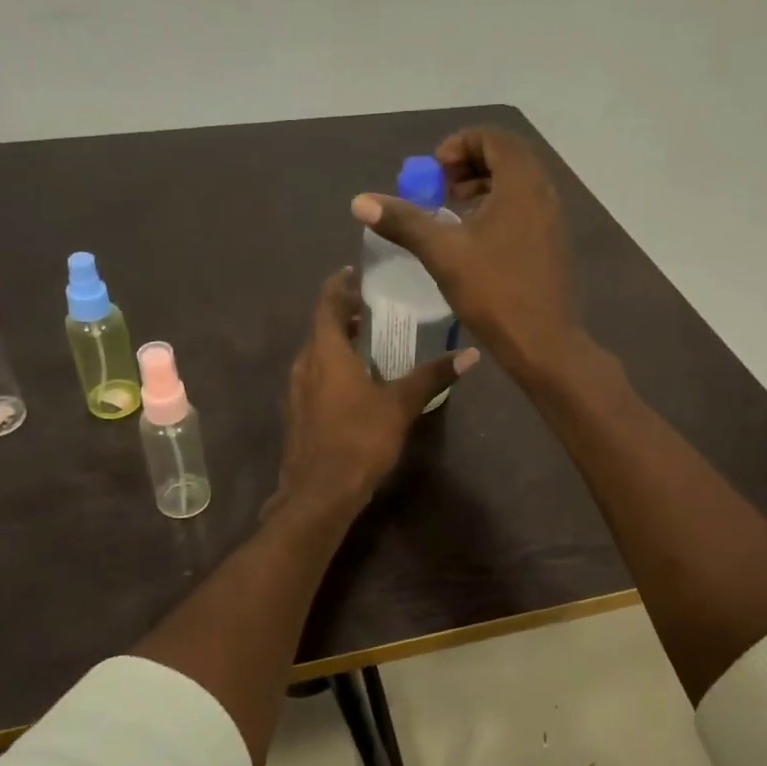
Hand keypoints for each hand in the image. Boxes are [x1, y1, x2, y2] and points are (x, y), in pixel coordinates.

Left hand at [270, 269, 477, 516]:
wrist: (319, 492)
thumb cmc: (359, 439)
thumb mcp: (400, 405)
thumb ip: (431, 376)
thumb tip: (469, 354)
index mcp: (326, 352)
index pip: (327, 304)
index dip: (339, 285)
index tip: (353, 273)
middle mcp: (304, 365)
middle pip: (320, 328)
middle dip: (342, 314)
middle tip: (369, 307)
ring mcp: (296, 391)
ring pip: (316, 355)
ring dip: (336, 343)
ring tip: (365, 340)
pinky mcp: (298, 415)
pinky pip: (314, 378)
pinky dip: (331, 368)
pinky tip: (354, 383)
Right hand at [350, 127, 583, 382]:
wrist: (543, 342)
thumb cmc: (494, 292)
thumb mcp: (442, 254)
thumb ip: (403, 222)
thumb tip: (360, 201)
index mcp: (521, 184)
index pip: (494, 138)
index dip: (460, 145)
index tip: (434, 171)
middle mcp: (543, 193)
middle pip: (507, 157)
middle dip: (469, 165)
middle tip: (440, 189)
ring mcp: (552, 220)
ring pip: (516, 185)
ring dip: (483, 188)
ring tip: (453, 213)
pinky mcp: (552, 244)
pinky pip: (524, 209)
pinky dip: (498, 209)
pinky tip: (474, 242)